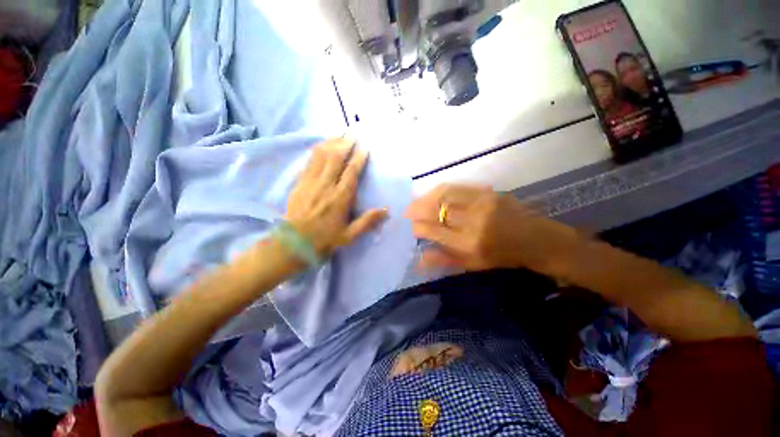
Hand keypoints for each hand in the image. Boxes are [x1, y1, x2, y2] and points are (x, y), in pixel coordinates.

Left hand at [285, 138, 387, 257]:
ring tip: (339, 134)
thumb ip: (367, 221)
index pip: (351, 173)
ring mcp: (311, 182)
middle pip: (336, 159)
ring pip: (321, 157)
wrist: (294, 243)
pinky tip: (321, 144)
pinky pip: (309, 162)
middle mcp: (326, 186)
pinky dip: (317, 150)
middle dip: (345, 144)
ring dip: (331, 143)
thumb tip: (386, 210)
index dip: (358, 158)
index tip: (364, 147)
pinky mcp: (300, 183)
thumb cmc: (325, 239)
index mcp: (340, 199)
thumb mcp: (350, 235)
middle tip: (352, 133)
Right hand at [405, 184, 578, 274]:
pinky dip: (440, 190)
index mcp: (469, 243)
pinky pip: (457, 187)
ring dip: (426, 197)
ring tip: (416, 201)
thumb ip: (444, 260)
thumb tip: (419, 259)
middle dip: (417, 209)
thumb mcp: (473, 265)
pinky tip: (433, 193)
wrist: (535, 239)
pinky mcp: (488, 192)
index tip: (411, 227)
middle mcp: (473, 221)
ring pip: (444, 195)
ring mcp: (481, 203)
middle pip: (437, 210)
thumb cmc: (502, 257)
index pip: (433, 231)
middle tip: (407, 211)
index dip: (418, 227)